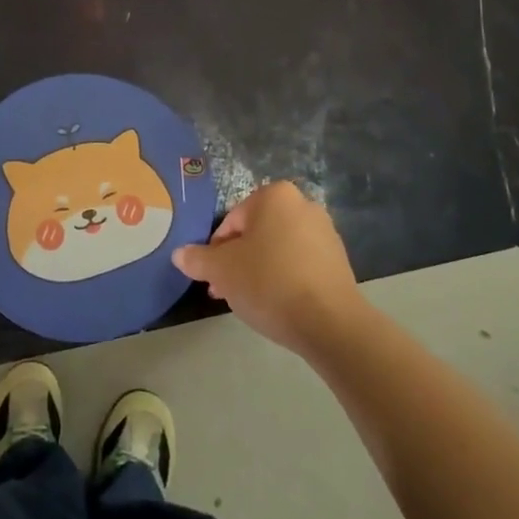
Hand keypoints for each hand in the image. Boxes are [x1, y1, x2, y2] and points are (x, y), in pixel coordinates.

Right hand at [172, 181, 363, 356]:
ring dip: (258, 270)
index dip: (215, 251)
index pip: (231, 221)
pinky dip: (284, 278)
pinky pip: (299, 264)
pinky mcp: (339, 260)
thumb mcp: (221, 270)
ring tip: (249, 302)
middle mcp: (303, 205)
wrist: (330, 322)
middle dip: (237, 261)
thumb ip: (197, 259)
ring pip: (277, 249)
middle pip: (255, 233)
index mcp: (274, 196)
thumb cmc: (269, 282)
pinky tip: (277, 304)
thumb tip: (180, 254)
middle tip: (225, 291)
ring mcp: (325, 232)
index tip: (212, 277)